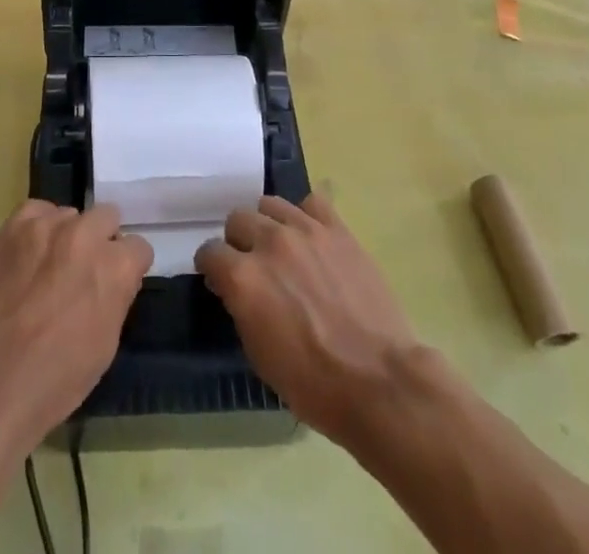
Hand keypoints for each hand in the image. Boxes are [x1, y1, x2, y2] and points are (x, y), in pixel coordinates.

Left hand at [0, 201, 151, 453]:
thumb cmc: (54, 380)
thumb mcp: (105, 345)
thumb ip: (116, 297)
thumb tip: (114, 278)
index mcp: (115, 267)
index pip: (138, 247)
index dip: (127, 268)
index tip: (114, 283)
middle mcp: (86, 235)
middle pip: (107, 217)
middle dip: (101, 242)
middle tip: (82, 272)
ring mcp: (48, 225)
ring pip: (70, 215)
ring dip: (67, 236)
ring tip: (48, 266)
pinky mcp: (15, 225)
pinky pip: (37, 210)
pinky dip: (38, 228)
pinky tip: (29, 254)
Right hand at [195, 194, 422, 446]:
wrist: (379, 382)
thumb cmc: (314, 384)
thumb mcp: (260, 355)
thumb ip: (241, 308)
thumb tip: (236, 289)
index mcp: (243, 277)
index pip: (210, 252)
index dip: (212, 267)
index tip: (219, 279)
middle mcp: (268, 242)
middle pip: (237, 219)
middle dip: (238, 241)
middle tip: (251, 264)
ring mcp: (305, 230)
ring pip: (270, 204)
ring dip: (268, 224)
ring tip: (281, 247)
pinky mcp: (337, 229)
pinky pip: (312, 203)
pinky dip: (306, 216)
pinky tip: (311, 237)